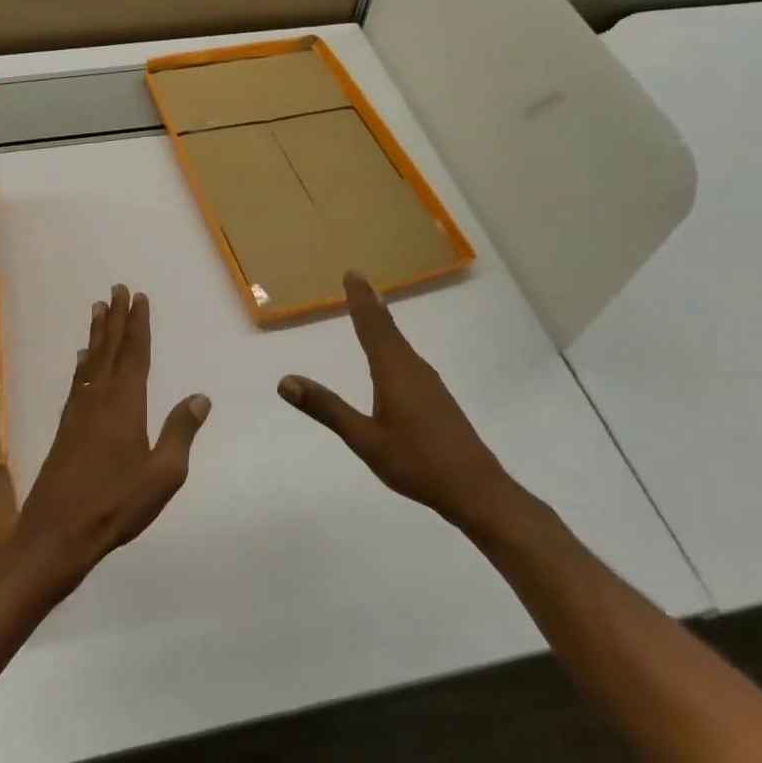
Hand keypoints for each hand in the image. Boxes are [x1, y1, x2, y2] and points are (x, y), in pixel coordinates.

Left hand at [11, 284, 211, 587]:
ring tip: (99, 309)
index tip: (139, 298)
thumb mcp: (163, 473)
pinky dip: (82, 363)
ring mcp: (78, 411)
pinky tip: (82, 360)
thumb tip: (200, 397)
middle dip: (116, 318)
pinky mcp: (65, 427)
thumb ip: (181, 432)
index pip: (135, 353)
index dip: (138, 324)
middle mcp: (99, 397)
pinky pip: (78, 381)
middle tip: (117, 289)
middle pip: (110, 348)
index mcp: (126, 403)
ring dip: (97, 334)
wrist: (58, 531)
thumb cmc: (116, 503)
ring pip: (91, 361)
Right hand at [278, 273, 527, 537]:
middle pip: (388, 328)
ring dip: (383, 323)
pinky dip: (393, 344)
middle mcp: (413, 368)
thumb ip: (327, 408)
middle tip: (357, 281)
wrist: (475, 489)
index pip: (373, 326)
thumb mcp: (364, 439)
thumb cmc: (416, 462)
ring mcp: (429, 383)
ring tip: (370, 310)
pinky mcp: (436, 398)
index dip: (360, 299)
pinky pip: (408, 358)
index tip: (353, 273)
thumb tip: (285, 381)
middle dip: (371, 304)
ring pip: (400, 343)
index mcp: (394, 371)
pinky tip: (392, 357)